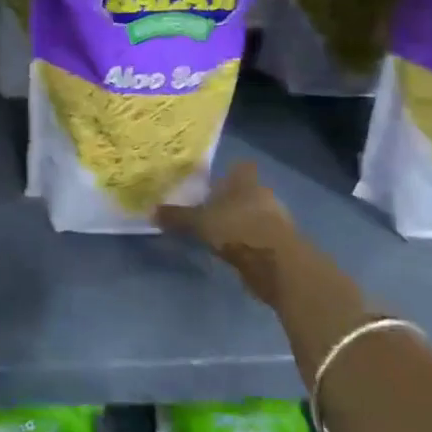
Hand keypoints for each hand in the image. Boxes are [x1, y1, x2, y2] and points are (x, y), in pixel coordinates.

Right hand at [156, 161, 308, 302]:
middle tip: (207, 208)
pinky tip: (232, 251)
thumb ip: (177, 217)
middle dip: (230, 199)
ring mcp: (275, 219)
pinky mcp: (280, 244)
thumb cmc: (237, 229)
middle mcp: (263, 193)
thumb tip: (150, 211)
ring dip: (239, 222)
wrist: (278, 265)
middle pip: (245, 191)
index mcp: (245, 180)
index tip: (211, 182)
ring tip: (217, 232)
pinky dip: (246, 242)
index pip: (239, 166)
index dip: (227, 172)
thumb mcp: (200, 222)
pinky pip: (258, 236)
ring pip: (252, 214)